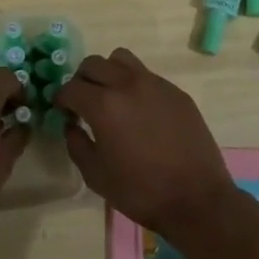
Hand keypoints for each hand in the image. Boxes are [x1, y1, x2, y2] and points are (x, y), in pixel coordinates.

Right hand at [57, 48, 240, 248]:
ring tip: (112, 97)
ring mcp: (155, 84)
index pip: (71, 88)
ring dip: (108, 73)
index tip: (64, 112)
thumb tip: (72, 125)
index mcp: (104, 105)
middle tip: (84, 103)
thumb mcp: (96, 176)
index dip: (62, 100)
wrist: (197, 199)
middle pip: (93, 64)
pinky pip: (147, 75)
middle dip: (81, 81)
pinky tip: (141, 112)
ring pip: (121, 59)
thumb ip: (76, 144)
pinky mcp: (176, 92)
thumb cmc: (141, 191)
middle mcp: (127, 84)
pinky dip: (134, 85)